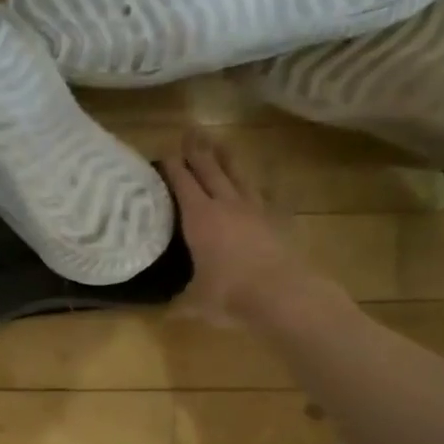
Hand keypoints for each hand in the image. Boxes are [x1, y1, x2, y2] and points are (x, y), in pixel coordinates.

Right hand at [162, 132, 317, 325]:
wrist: (282, 294)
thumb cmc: (230, 295)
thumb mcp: (194, 303)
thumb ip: (178, 303)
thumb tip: (161, 313)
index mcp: (199, 218)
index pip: (182, 183)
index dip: (173, 166)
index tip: (165, 150)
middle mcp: (226, 205)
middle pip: (210, 170)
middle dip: (197, 150)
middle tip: (190, 131)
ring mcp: (255, 209)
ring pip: (238, 175)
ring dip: (227, 157)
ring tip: (219, 141)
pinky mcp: (278, 219)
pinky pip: (267, 194)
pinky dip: (260, 185)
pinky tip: (261, 181)